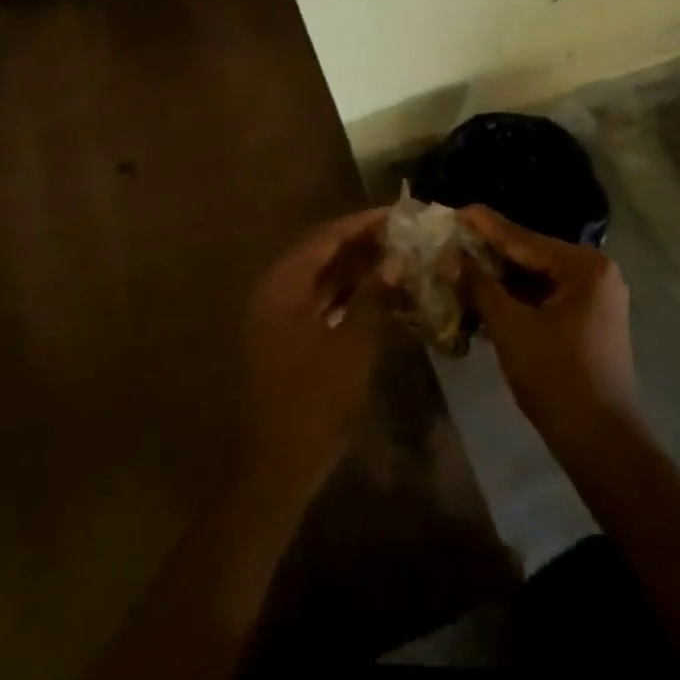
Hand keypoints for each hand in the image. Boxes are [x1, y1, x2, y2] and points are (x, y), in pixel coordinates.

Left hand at [238, 208, 389, 498]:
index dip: (362, 223)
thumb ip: (374, 298)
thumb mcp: (352, 347)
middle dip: (362, 243)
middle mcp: (276, 292)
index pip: (326, 238)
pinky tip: (378, 294)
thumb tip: (397, 261)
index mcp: (283, 286)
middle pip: (322, 254)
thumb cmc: (314, 403)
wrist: (277, 467)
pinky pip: (320, 302)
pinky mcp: (287, 338)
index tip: (398, 213)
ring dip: (356, 268)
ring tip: (397, 257)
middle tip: (402, 234)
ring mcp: (279, 316)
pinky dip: (348, 295)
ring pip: (322, 279)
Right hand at [460, 204, 640, 452]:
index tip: (456, 209)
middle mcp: (595, 273)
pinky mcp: (587, 321)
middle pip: (530, 256)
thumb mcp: (511, 327)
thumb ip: (480, 286)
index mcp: (584, 267)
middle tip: (451, 241)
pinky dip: (515, 299)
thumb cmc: (557, 378)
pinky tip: (482, 298)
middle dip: (489, 254)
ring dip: (499, 279)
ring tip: (459, 267)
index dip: (486, 226)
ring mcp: (594, 298)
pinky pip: (544, 298)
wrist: (601, 444)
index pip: (524, 239)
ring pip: (535, 279)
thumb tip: (451, 257)